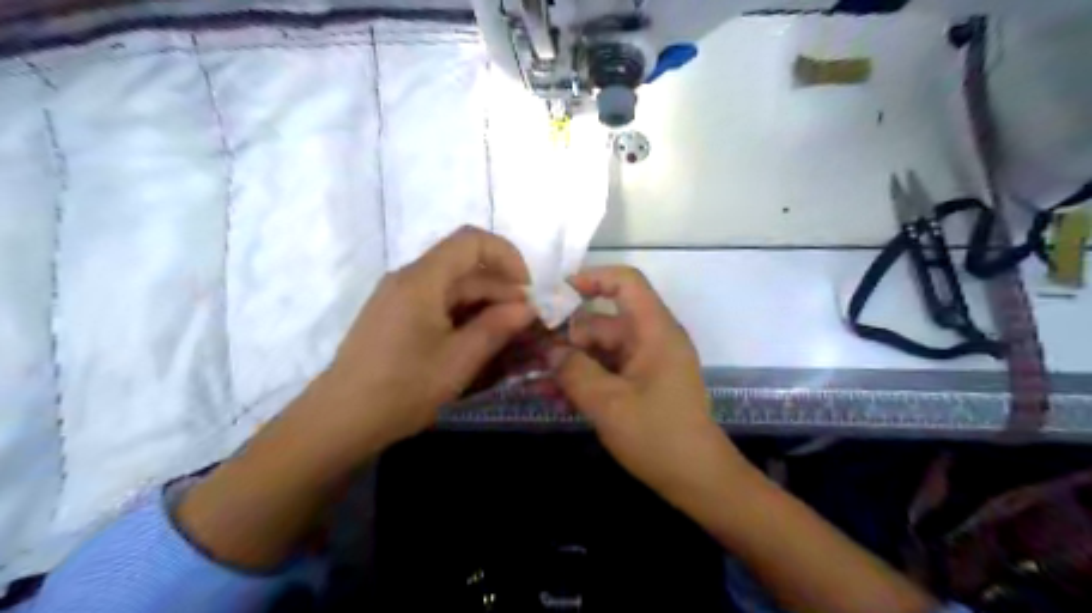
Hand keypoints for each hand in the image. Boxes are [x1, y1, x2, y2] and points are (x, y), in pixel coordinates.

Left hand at [303, 228, 535, 457]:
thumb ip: (496, 327)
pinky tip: (476, 337)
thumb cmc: (402, 389)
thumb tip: (528, 307)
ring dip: (483, 302)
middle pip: (464, 266)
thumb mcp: (458, 360)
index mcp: (422, 279)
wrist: (340, 420)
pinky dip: (463, 312)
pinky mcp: (394, 314)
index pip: (472, 241)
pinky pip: (437, 300)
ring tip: (506, 333)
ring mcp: (398, 296)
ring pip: (452, 285)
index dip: (507, 256)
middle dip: (500, 287)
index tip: (526, 290)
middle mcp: (408, 278)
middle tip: (525, 323)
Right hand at [556, 267, 741, 497]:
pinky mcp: (640, 384)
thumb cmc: (658, 436)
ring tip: (534, 381)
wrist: (697, 480)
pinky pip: (606, 371)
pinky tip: (553, 397)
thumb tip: (549, 351)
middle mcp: (650, 339)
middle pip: (602, 322)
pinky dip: (583, 380)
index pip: (626, 283)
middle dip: (565, 338)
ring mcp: (645, 363)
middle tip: (529, 355)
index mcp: (654, 331)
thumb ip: (574, 371)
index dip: (592, 278)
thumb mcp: (609, 403)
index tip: (556, 294)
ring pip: (599, 350)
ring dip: (569, 364)